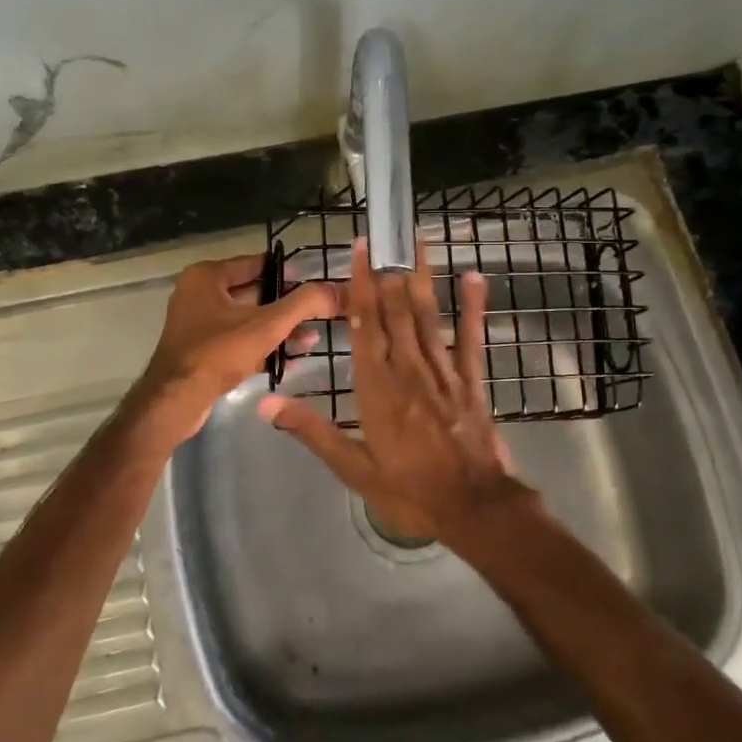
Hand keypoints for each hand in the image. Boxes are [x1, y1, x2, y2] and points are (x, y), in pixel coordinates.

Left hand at [132, 253, 337, 445]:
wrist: (176, 400)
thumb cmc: (218, 352)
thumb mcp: (267, 325)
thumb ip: (303, 304)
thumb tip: (337, 290)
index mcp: (207, 276)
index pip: (255, 263)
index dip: (287, 271)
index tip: (315, 282)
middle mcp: (199, 294)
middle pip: (253, 293)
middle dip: (287, 306)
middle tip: (319, 313)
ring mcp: (199, 324)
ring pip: (247, 320)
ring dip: (278, 329)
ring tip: (312, 339)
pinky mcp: (202, 351)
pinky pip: (239, 341)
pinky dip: (262, 347)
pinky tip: (291, 359)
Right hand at [258, 238, 527, 541]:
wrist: (474, 508)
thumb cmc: (409, 491)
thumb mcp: (353, 468)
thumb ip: (312, 430)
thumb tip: (266, 403)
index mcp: (377, 387)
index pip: (365, 325)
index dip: (361, 285)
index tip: (361, 250)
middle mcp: (409, 369)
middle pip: (396, 311)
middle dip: (388, 271)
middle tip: (387, 234)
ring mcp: (443, 372)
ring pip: (428, 316)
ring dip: (421, 277)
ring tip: (418, 242)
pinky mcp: (471, 381)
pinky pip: (470, 338)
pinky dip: (473, 307)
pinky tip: (474, 277)